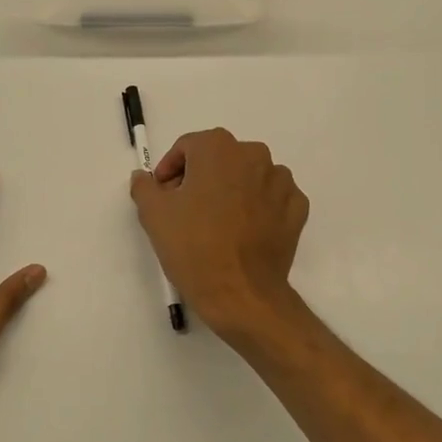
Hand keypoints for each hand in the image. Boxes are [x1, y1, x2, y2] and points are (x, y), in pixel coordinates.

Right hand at [129, 127, 308, 347]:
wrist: (240, 293)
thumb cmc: (193, 246)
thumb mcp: (153, 214)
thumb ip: (144, 186)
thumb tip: (145, 177)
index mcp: (218, 148)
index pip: (187, 147)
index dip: (170, 169)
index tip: (163, 194)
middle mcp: (254, 155)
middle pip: (219, 159)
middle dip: (201, 177)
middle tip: (186, 209)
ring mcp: (281, 181)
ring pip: (248, 177)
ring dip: (231, 190)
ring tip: (216, 223)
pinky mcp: (297, 208)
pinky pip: (271, 198)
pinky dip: (258, 207)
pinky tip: (243, 231)